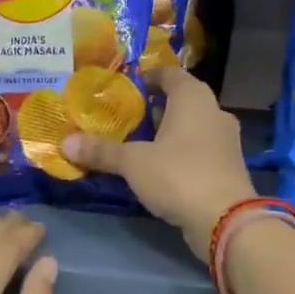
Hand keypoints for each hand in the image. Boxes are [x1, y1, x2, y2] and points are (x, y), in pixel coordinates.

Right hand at [64, 66, 256, 258]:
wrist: (226, 221)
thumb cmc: (178, 175)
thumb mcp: (133, 163)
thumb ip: (101, 151)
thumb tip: (66, 143)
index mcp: (193, 97)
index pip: (169, 73)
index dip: (147, 77)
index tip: (125, 88)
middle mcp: (214, 111)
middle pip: (181, 100)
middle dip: (154, 108)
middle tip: (124, 119)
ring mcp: (226, 140)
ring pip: (192, 127)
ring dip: (168, 133)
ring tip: (137, 144)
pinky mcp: (228, 167)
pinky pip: (199, 150)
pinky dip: (180, 153)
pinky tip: (159, 169)